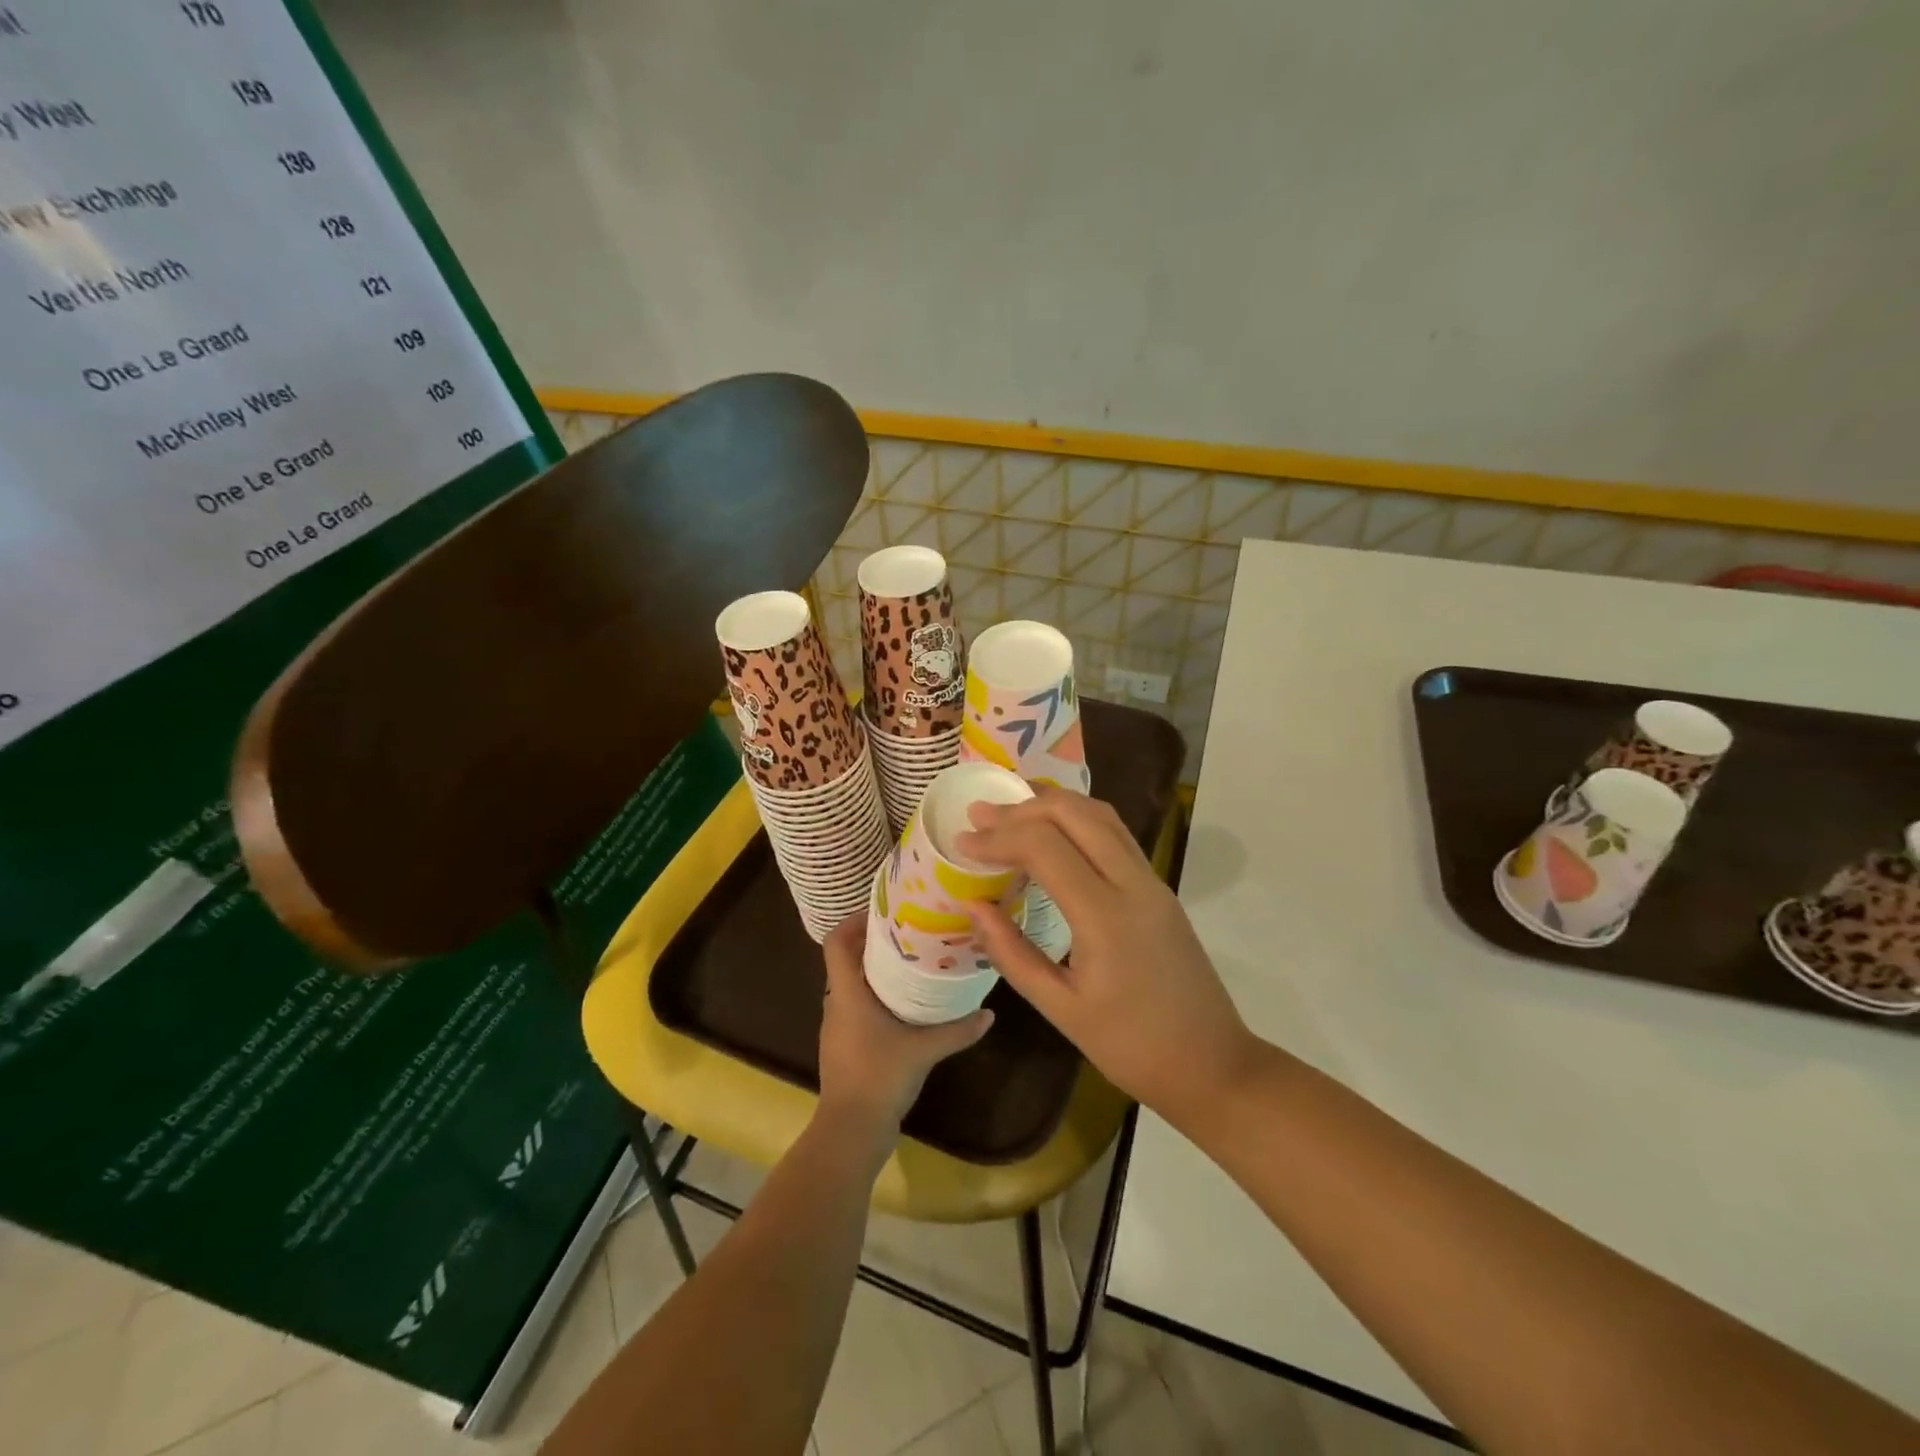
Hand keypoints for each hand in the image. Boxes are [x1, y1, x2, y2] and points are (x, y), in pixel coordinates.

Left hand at [816, 913, 993, 1134]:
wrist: (851, 1131)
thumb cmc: (879, 1077)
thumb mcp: (924, 1050)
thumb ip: (957, 1030)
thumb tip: (989, 1013)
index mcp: (847, 993)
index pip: (836, 942)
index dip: (853, 921)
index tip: (883, 911)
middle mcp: (836, 1003)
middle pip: (846, 959)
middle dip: (873, 942)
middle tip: (910, 931)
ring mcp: (837, 1026)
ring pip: (852, 984)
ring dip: (875, 970)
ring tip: (911, 962)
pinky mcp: (844, 1045)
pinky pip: (856, 1006)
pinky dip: (875, 996)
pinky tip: (903, 1004)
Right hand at [957, 788, 1260, 1129]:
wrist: (1212, 1064)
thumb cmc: (1131, 1047)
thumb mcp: (1061, 1008)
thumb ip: (1012, 953)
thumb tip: (975, 906)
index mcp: (1106, 917)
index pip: (1044, 847)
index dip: (999, 837)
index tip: (962, 842)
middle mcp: (1133, 884)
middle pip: (1075, 814)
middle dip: (1022, 808)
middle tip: (981, 817)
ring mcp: (1152, 882)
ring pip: (1101, 815)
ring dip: (1053, 804)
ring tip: (1012, 811)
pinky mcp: (1159, 888)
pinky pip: (1116, 834)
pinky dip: (1078, 819)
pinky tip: (1053, 832)